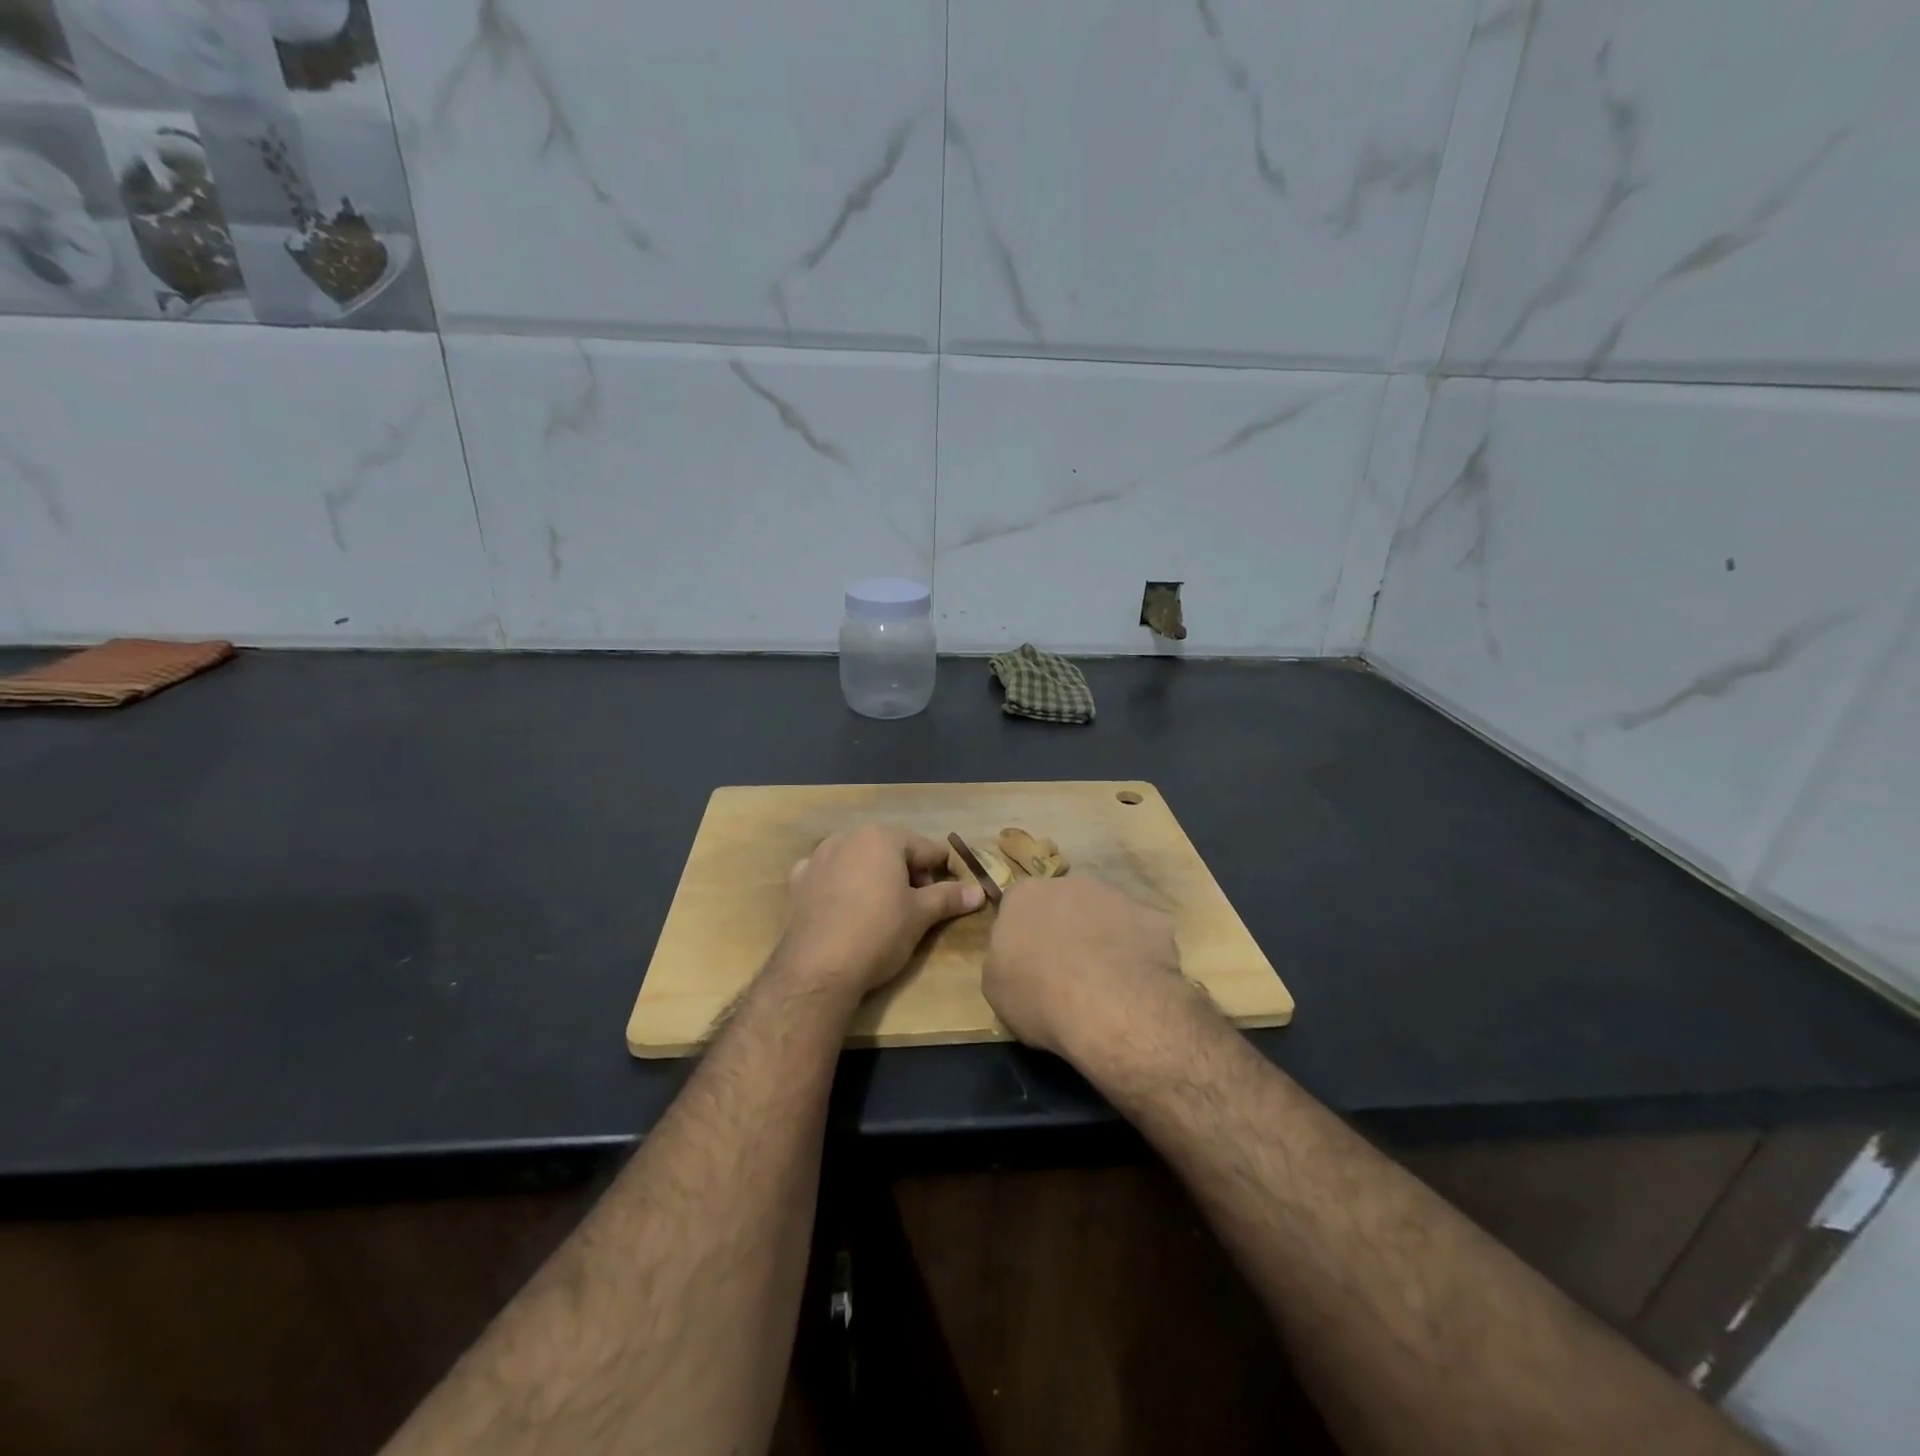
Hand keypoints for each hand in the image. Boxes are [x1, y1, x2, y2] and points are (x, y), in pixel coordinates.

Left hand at [775, 825, 983, 996]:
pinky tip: (846, 909)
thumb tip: (979, 891)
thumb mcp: (920, 915)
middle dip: (908, 874)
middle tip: (918, 907)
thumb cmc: (878, 933)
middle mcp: (848, 837)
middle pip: (891, 851)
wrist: (817, 969)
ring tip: (884, 910)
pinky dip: (842, 885)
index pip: (926, 849)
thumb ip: (949, 897)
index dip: (943, 871)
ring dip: (875, 877)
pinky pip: (830, 875)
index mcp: (882, 837)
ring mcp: (818, 857)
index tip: (951, 895)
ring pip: (859, 861)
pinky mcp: (799, 882)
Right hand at [983, 876, 1183, 1058]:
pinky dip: (1138, 952)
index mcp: (1025, 895)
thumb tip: (1018, 954)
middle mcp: (1070, 883)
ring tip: (1106, 980)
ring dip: (1103, 937)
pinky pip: (1141, 933)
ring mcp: (1116, 897)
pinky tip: (1137, 982)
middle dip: (1066, 928)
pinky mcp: (1154, 918)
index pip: (1018, 905)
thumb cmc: (1040, 996)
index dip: (1024, 933)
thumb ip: (1004, 957)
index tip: (1028, 961)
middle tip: (1067, 969)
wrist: (1111, 1007)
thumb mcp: (996, 986)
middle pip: (1064, 902)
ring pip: (1105, 914)